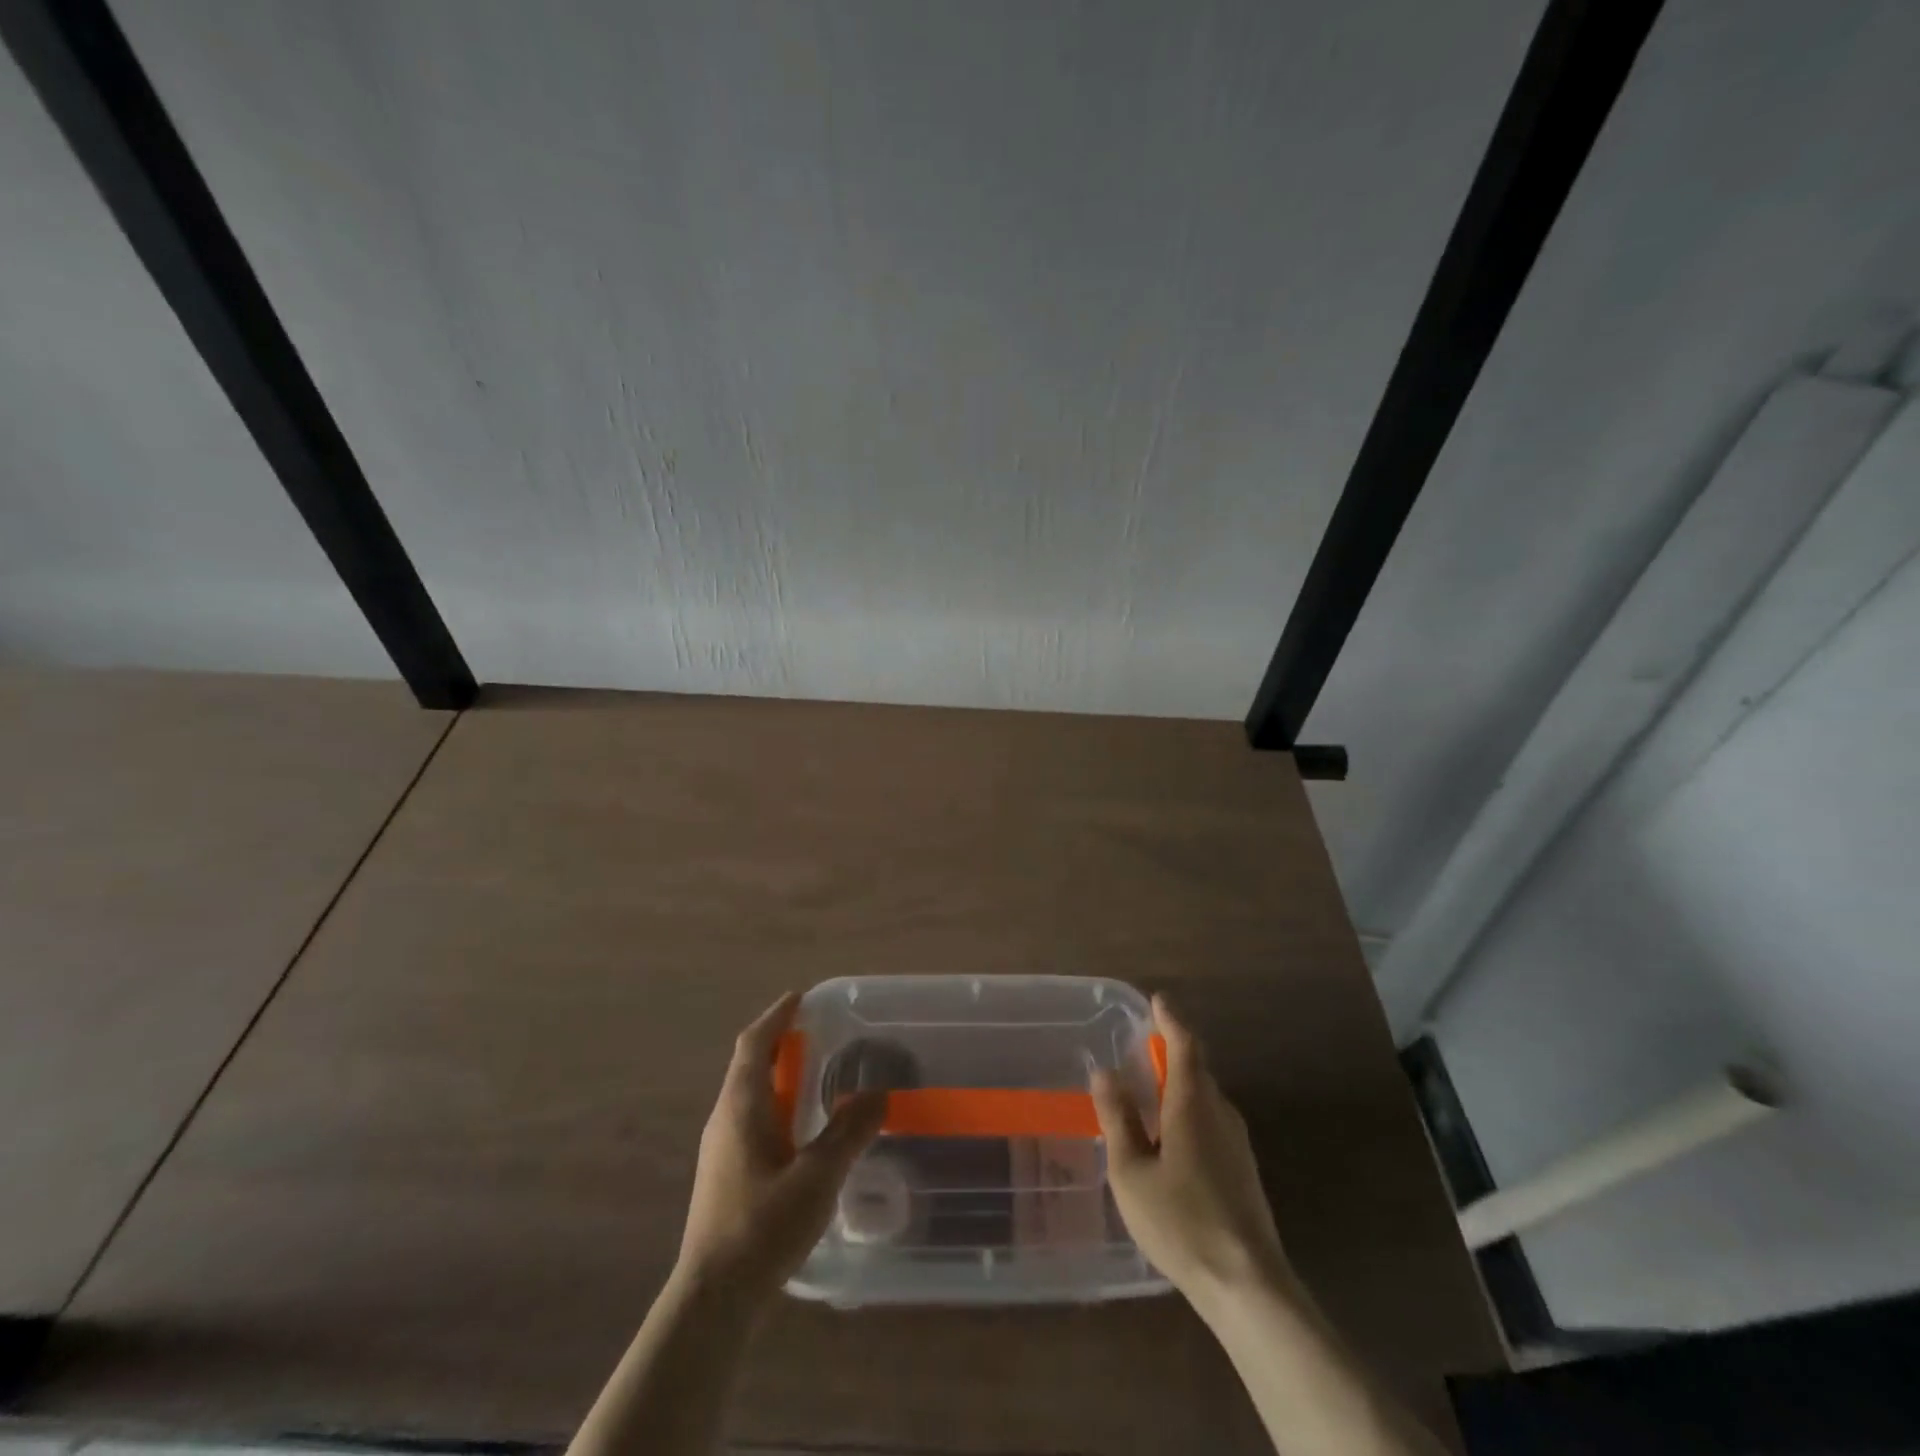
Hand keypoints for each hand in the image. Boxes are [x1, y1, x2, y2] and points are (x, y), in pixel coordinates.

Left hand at [677, 992, 886, 1302]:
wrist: (712, 1300)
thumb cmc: (762, 1228)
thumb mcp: (817, 1177)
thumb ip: (849, 1132)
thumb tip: (878, 1093)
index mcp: (741, 1106)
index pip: (754, 1043)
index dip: (776, 1017)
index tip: (800, 998)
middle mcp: (725, 1119)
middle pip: (749, 1065)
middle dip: (781, 1042)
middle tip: (819, 1034)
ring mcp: (720, 1149)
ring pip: (749, 1094)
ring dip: (778, 1075)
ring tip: (815, 1076)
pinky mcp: (724, 1175)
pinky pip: (751, 1120)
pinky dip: (776, 1105)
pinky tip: (800, 1129)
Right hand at [1091, 995, 1296, 1306]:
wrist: (1247, 1284)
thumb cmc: (1180, 1221)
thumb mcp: (1131, 1170)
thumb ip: (1118, 1118)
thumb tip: (1105, 1071)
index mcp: (1193, 1104)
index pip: (1185, 1045)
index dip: (1171, 1020)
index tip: (1157, 1000)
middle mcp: (1221, 1113)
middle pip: (1197, 1070)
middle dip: (1172, 1052)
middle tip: (1143, 1049)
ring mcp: (1238, 1143)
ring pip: (1206, 1098)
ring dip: (1181, 1086)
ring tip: (1151, 1095)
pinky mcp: (1244, 1170)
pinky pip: (1213, 1122)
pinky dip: (1190, 1113)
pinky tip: (1172, 1140)